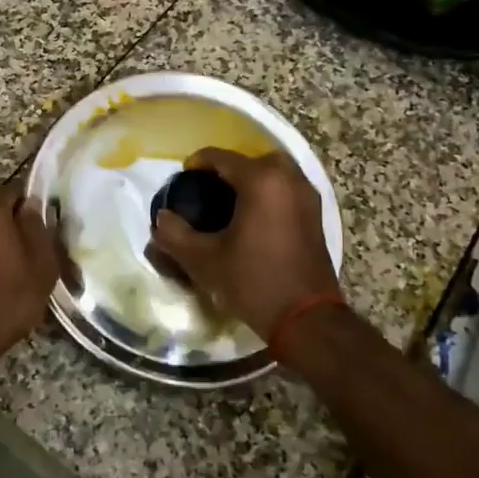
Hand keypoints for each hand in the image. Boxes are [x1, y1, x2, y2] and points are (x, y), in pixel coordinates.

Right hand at [150, 148, 339, 340]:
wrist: (306, 319)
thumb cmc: (253, 282)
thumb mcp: (203, 260)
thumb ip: (174, 234)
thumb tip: (162, 218)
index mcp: (261, 181)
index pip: (222, 158)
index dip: (197, 163)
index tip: (182, 178)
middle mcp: (289, 180)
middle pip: (255, 159)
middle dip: (230, 168)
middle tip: (210, 188)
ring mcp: (308, 197)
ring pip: (276, 173)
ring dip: (253, 180)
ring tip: (231, 203)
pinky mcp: (316, 217)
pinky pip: (288, 190)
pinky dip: (270, 194)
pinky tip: (253, 219)